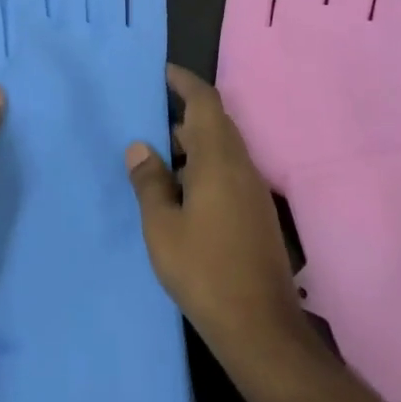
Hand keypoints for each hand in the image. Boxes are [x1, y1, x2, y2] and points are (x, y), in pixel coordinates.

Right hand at [126, 64, 309, 365]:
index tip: (161, 72)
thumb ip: (149, 182)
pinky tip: (177, 192)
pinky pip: (226, 173)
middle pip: (214, 124)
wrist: (261, 329)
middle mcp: (240, 167)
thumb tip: (140, 146)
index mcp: (218, 160)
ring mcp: (252, 192)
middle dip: (182, 113)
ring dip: (191, 144)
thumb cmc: (204, 271)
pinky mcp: (254, 215)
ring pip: (220, 150)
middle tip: (146, 115)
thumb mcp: (162, 226)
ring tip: (154, 154)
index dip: (184, 82)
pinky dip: (201, 168)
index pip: (205, 102)